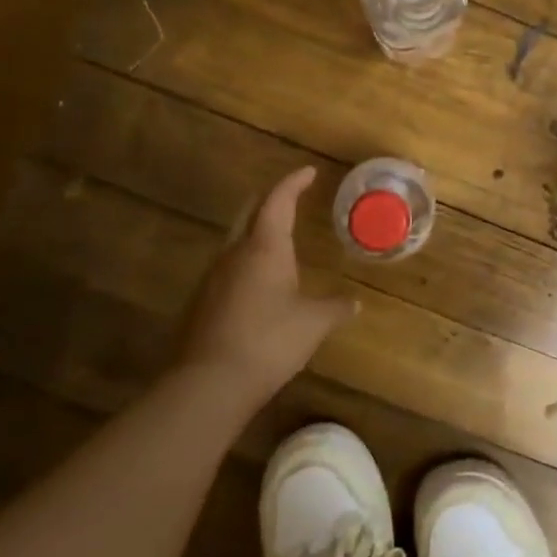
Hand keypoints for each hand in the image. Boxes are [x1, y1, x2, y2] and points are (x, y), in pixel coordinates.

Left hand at [173, 167, 356, 410]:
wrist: (208, 384)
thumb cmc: (269, 341)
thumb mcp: (313, 324)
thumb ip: (335, 308)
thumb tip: (355, 303)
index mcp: (265, 247)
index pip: (278, 201)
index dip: (293, 183)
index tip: (308, 172)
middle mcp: (234, 253)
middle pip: (249, 213)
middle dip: (269, 200)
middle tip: (289, 197)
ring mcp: (212, 278)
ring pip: (235, 241)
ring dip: (255, 232)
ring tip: (277, 240)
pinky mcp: (201, 302)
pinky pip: (227, 269)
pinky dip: (245, 262)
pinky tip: (258, 283)